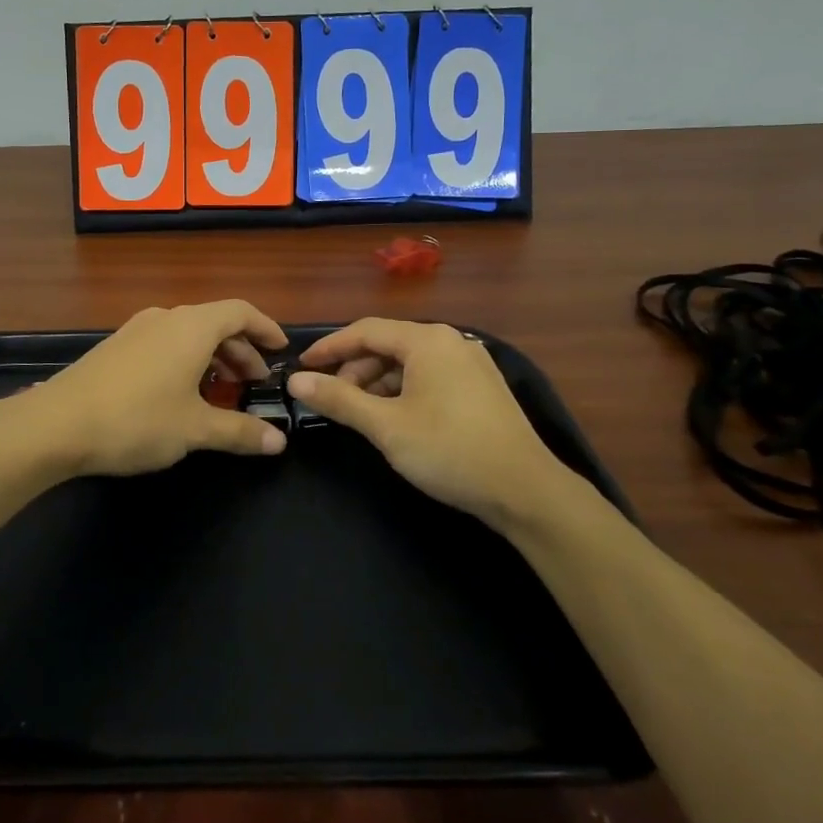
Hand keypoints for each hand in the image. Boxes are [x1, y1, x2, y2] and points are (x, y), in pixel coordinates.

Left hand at [17, 301, 289, 477]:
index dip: (265, 328)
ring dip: (211, 358)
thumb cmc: (136, 419)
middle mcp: (165, 318)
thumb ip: (239, 431)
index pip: (240, 311)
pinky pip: (164, 344)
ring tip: (220, 392)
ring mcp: (136, 330)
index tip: (281, 350)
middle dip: (240, 350)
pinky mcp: (115, 347)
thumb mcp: (194, 430)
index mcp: (192, 326)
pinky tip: (180, 395)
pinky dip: (184, 361)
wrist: (55, 424)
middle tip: (253, 382)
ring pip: (187, 334)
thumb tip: (278, 442)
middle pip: (215, 323)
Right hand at [287, 319, 580, 526]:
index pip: (365, 331)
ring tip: (361, 414)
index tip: (302, 367)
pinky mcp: (482, 387)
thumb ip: (339, 399)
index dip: (329, 348)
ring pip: (410, 363)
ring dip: (378, 383)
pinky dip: (404, 391)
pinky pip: (430, 376)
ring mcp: (470, 363)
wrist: (526, 491)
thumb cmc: (449, 450)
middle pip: (388, 344)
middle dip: (355, 369)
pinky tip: (395, 419)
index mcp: (427, 340)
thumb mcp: (386, 426)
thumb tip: (297, 381)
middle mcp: (450, 341)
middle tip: (331, 399)